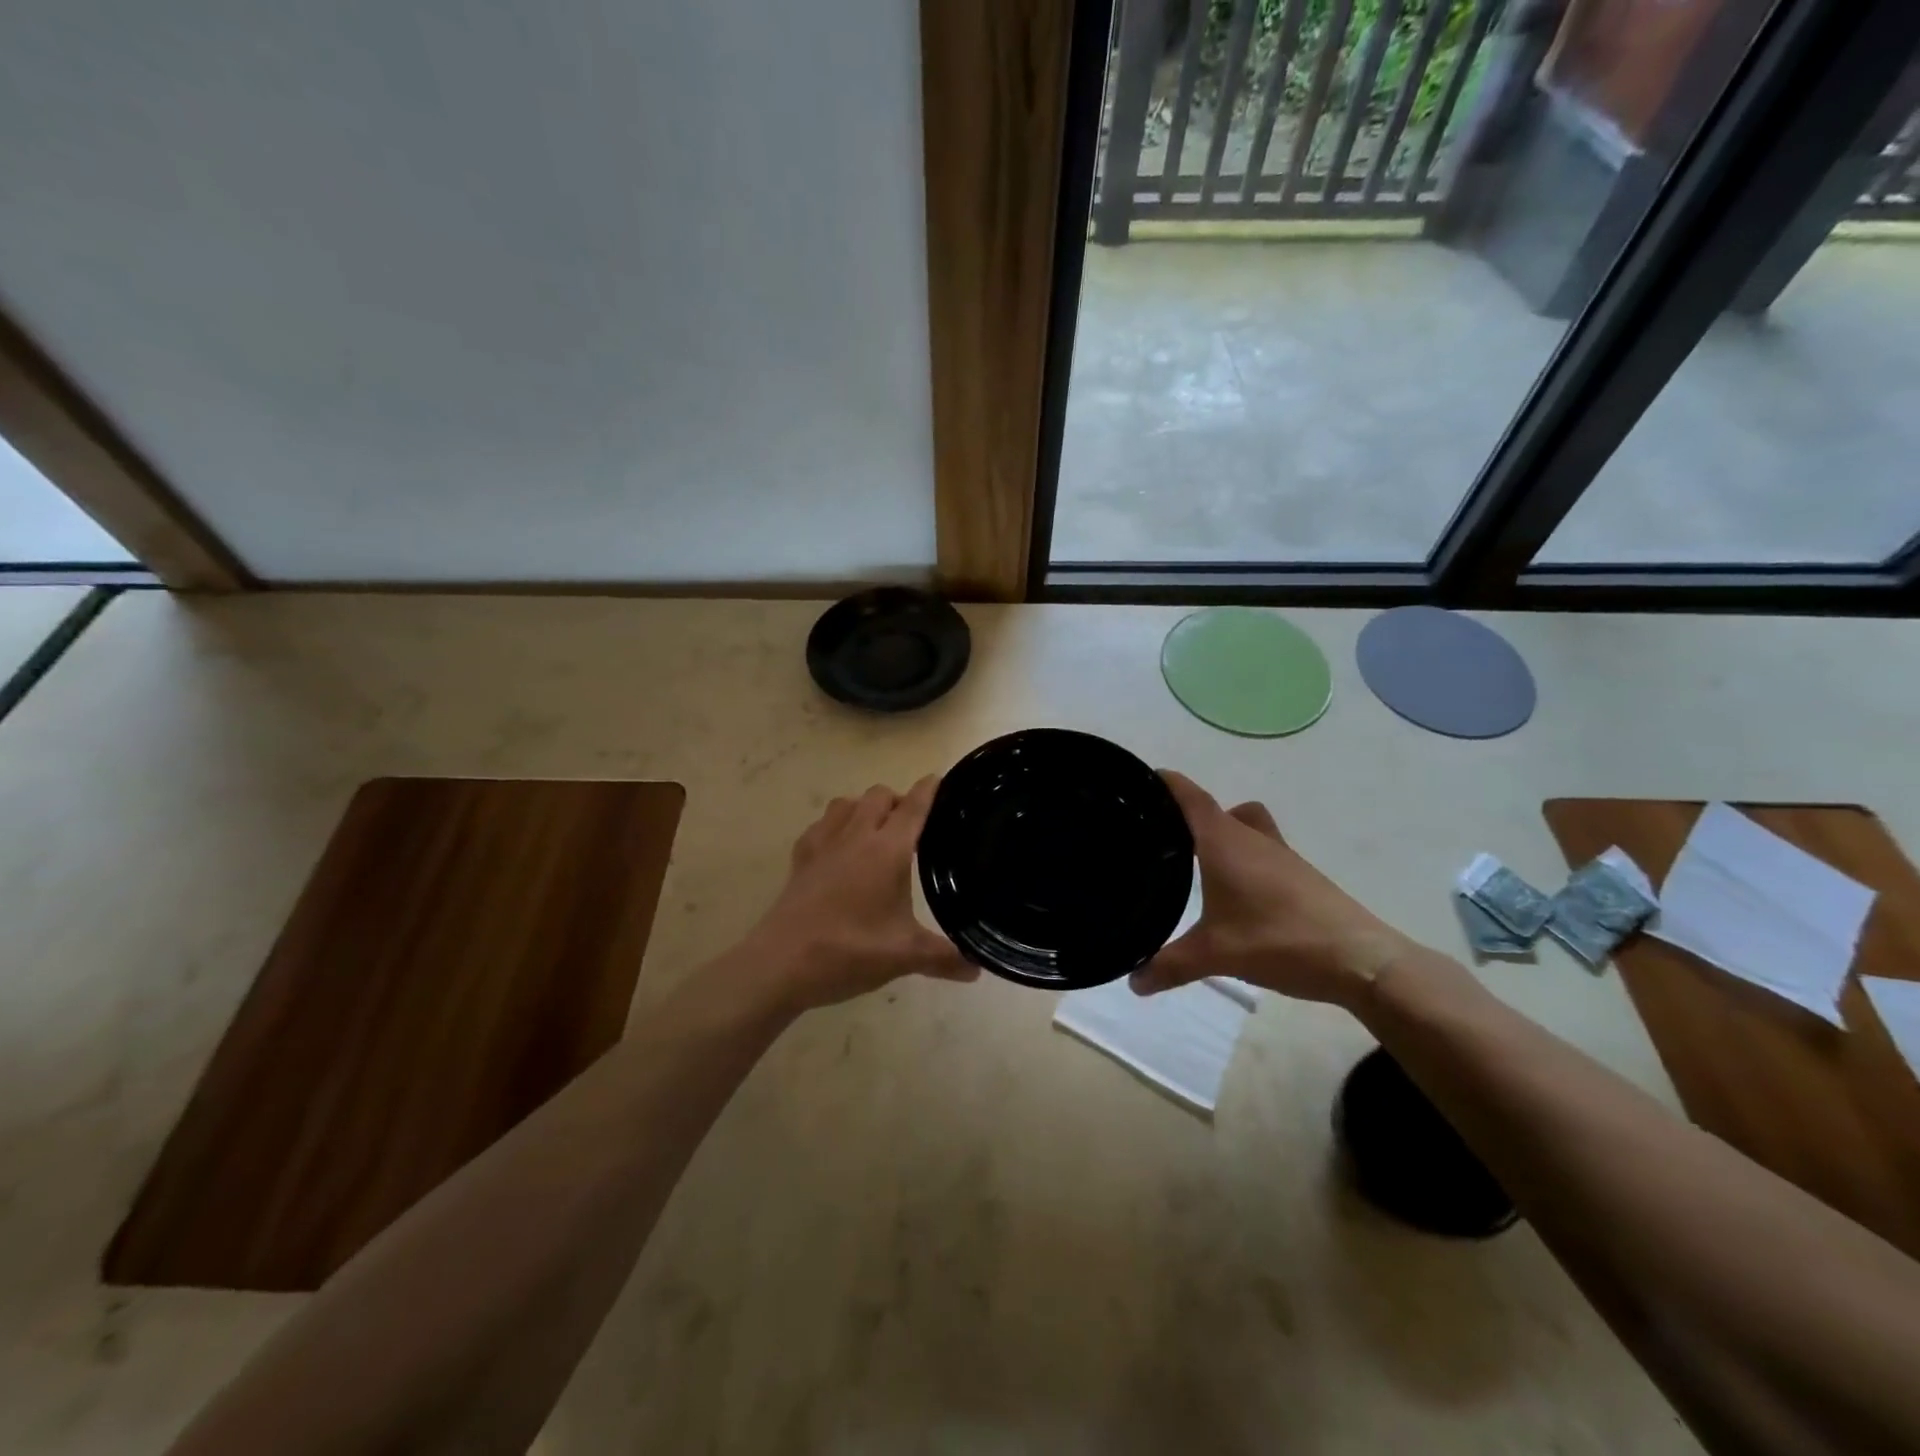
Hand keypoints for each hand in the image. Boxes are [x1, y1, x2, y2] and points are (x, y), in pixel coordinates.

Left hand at [723, 777, 977, 1017]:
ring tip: (876, 829)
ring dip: (865, 807)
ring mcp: (824, 844)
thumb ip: (944, 958)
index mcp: (888, 850)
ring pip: (847, 802)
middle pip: (879, 795)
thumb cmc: (849, 951)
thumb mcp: (904, 956)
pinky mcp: (800, 858)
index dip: (928, 790)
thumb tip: (978, 969)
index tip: (939, 779)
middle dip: (897, 799)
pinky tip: (839, 847)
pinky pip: (821, 824)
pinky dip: (835, 825)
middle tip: (911, 823)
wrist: (782, 963)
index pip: (913, 807)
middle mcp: (856, 836)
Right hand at [1131, 771, 1415, 1007]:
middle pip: (1215, 809)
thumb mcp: (1215, 956)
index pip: (1191, 797)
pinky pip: (1261, 850)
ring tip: (1193, 860)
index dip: (1166, 783)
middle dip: (1185, 813)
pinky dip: (1241, 857)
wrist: (1359, 959)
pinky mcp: (1299, 875)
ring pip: (1243, 826)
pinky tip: (1234, 891)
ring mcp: (1280, 855)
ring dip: (1219, 833)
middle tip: (1156, 831)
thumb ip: (1169, 966)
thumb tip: (1133, 982)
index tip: (1140, 780)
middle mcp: (1251, 838)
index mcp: (1225, 842)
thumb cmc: (1279, 941)